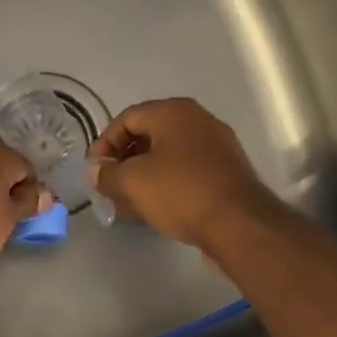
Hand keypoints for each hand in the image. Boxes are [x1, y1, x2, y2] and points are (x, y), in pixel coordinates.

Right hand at [91, 98, 276, 250]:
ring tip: (128, 202)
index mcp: (173, 111)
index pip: (126, 118)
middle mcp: (197, 120)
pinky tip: (156, 207)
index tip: (95, 171)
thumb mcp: (133, 182)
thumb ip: (106, 173)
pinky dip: (167, 183)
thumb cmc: (181, 192)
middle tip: (109, 186)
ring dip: (144, 175)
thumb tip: (96, 171)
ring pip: (169, 155)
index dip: (104, 143)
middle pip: (148, 134)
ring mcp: (216, 145)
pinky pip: (187, 170)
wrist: (241, 225)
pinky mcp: (227, 171)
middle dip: (124, 160)